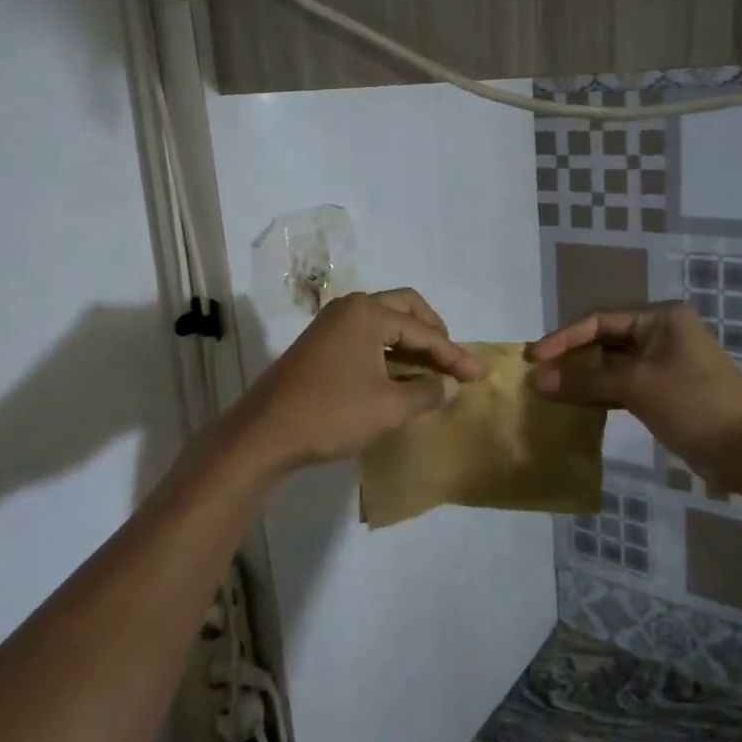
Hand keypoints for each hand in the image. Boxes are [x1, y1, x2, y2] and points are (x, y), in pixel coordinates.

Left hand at [225, 289, 483, 473]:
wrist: (264, 434)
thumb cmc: (331, 414)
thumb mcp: (389, 408)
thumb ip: (427, 392)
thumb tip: (452, 385)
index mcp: (368, 313)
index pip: (424, 331)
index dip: (454, 355)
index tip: (478, 375)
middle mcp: (350, 308)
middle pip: (405, 309)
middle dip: (433, 333)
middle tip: (453, 360)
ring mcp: (331, 324)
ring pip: (384, 322)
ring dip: (411, 342)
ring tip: (433, 369)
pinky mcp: (320, 343)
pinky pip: (366, 336)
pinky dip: (389, 350)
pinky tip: (401, 375)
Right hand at [527, 303, 741, 475]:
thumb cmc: (695, 405)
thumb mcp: (636, 387)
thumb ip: (584, 381)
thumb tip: (537, 379)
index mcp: (660, 318)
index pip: (599, 320)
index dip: (563, 338)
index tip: (533, 358)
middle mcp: (662, 334)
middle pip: (604, 341)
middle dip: (571, 358)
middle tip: (537, 375)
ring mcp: (664, 364)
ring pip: (612, 366)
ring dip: (583, 378)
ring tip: (548, 391)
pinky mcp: (665, 392)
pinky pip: (623, 386)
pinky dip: (600, 395)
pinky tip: (575, 406)